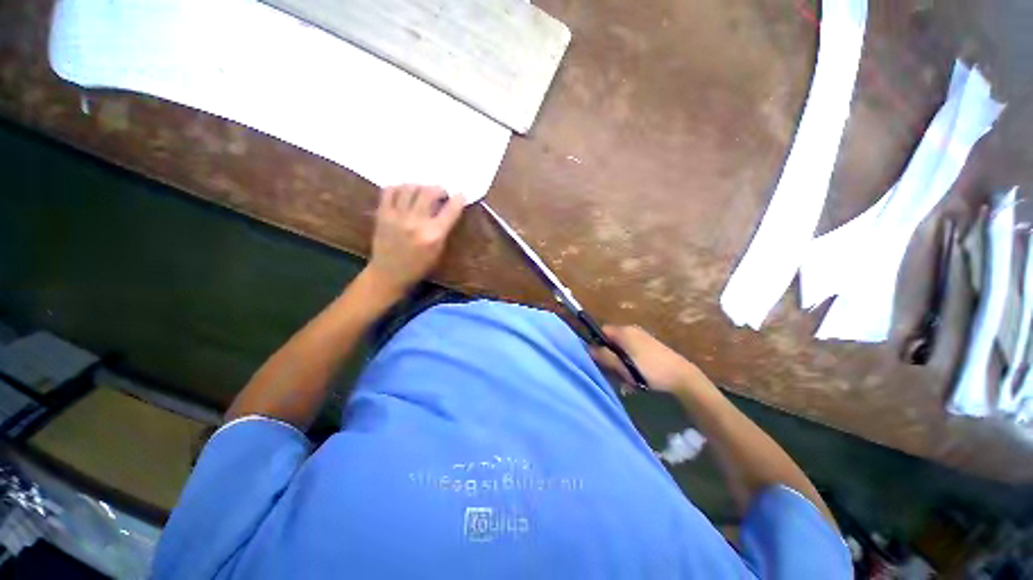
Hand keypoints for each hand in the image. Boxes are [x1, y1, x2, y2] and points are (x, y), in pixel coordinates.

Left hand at [366, 185, 464, 295]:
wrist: (389, 273)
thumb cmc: (419, 266)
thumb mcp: (438, 251)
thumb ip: (443, 229)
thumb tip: (446, 209)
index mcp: (433, 235)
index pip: (450, 210)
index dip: (458, 199)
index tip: (460, 195)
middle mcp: (416, 223)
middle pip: (429, 192)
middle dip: (438, 189)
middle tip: (440, 194)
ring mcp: (397, 217)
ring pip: (409, 188)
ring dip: (420, 186)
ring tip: (422, 192)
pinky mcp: (382, 215)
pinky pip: (390, 191)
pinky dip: (400, 188)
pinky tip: (405, 193)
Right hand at [590, 325, 703, 394]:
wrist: (682, 376)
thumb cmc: (650, 370)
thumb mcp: (624, 366)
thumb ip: (605, 356)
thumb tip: (589, 349)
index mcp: (624, 332)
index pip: (601, 331)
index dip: (597, 343)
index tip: (599, 359)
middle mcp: (632, 330)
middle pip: (611, 339)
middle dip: (610, 355)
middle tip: (614, 371)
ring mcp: (642, 336)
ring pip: (621, 346)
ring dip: (620, 360)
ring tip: (627, 377)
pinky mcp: (650, 344)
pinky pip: (632, 349)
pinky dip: (630, 360)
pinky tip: (636, 374)